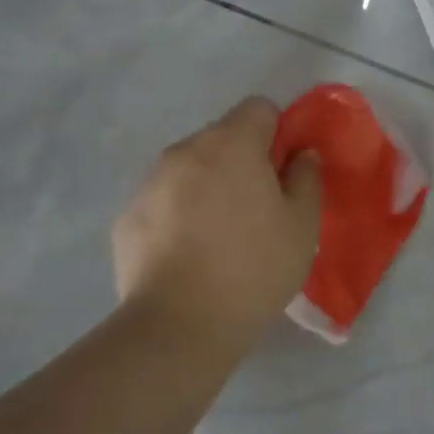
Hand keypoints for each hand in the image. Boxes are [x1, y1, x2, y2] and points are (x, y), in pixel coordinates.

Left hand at [113, 97, 323, 343]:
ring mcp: (150, 183)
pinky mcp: (127, 217)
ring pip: (190, 169)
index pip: (259, 108)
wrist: (178, 325)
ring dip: (207, 187)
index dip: (277, 134)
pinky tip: (188, 256)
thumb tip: (302, 155)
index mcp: (231, 144)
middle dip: (241, 161)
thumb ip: (307, 179)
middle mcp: (185, 151)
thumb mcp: (302, 226)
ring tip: (219, 237)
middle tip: (256, 209)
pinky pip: (163, 201)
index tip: (283, 172)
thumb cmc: (252, 268)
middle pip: (221, 137)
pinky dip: (178, 215)